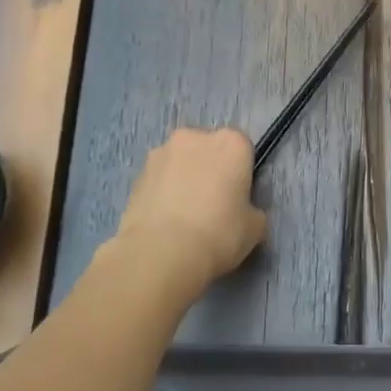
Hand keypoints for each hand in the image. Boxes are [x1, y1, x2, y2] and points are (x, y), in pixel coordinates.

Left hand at [115, 128, 266, 284]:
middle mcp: (194, 137)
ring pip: (180, 162)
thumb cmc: (219, 233)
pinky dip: (163, 193)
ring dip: (184, 179)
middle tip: (212, 205)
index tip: (239, 196)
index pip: (242, 148)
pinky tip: (165, 222)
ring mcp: (160, 153)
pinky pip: (159, 180)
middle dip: (210, 169)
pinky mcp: (136, 174)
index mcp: (230, 143)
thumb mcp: (255, 227)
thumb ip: (252, 209)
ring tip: (184, 216)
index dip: (241, 172)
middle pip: (208, 149)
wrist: (161, 253)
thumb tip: (242, 211)